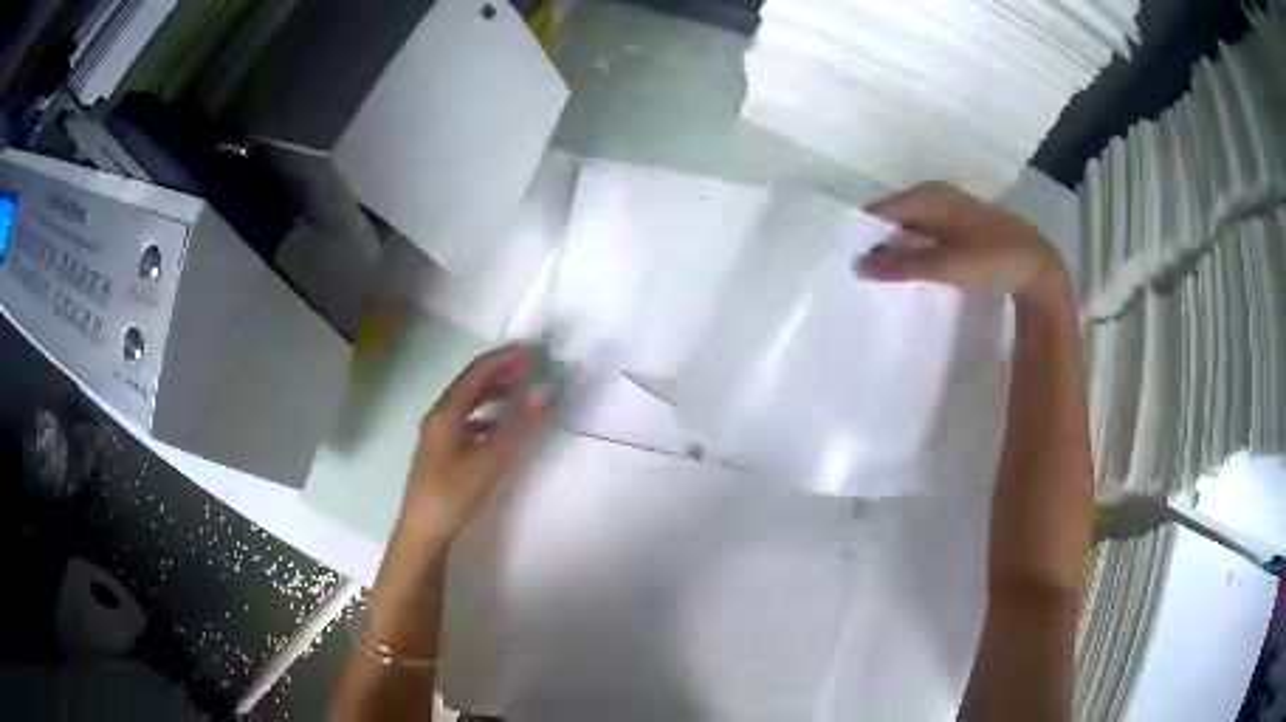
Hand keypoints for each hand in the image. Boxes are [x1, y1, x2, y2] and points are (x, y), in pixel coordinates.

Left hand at [399, 346, 550, 545]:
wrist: (423, 531)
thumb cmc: (453, 493)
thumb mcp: (490, 460)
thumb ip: (518, 425)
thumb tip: (543, 390)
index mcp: (445, 412)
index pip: (476, 372)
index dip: (503, 359)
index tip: (531, 353)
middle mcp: (438, 417)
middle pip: (469, 385)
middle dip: (499, 374)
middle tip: (529, 371)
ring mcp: (437, 435)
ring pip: (466, 404)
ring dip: (492, 395)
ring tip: (518, 396)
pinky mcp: (440, 453)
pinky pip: (465, 423)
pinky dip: (484, 418)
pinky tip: (497, 431)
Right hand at [856, 181, 1068, 301]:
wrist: (1036, 265)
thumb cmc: (992, 258)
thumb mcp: (946, 264)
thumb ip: (902, 265)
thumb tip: (859, 266)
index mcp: (928, 196)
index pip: (882, 209)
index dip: (862, 230)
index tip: (843, 255)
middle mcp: (935, 195)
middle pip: (895, 214)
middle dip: (877, 237)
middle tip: (857, 265)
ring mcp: (949, 209)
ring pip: (911, 223)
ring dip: (896, 244)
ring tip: (878, 269)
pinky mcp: (960, 225)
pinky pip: (926, 231)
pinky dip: (914, 246)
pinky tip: (910, 265)